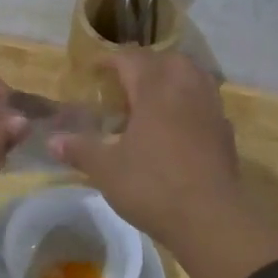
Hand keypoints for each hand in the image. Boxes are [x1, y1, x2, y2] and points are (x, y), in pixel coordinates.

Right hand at [48, 51, 241, 246]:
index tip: (94, 69)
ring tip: (152, 100)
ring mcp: (210, 109)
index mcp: (155, 89)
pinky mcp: (225, 132)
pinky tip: (177, 126)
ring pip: (192, 77)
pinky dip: (189, 104)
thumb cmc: (152, 186)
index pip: (131, 59)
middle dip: (145, 65)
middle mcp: (186, 89)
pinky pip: (205, 103)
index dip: (110, 60)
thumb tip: (52, 140)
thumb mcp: (106, 170)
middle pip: (167, 60)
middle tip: (125, 83)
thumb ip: (80, 150)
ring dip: (171, 80)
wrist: (210, 218)